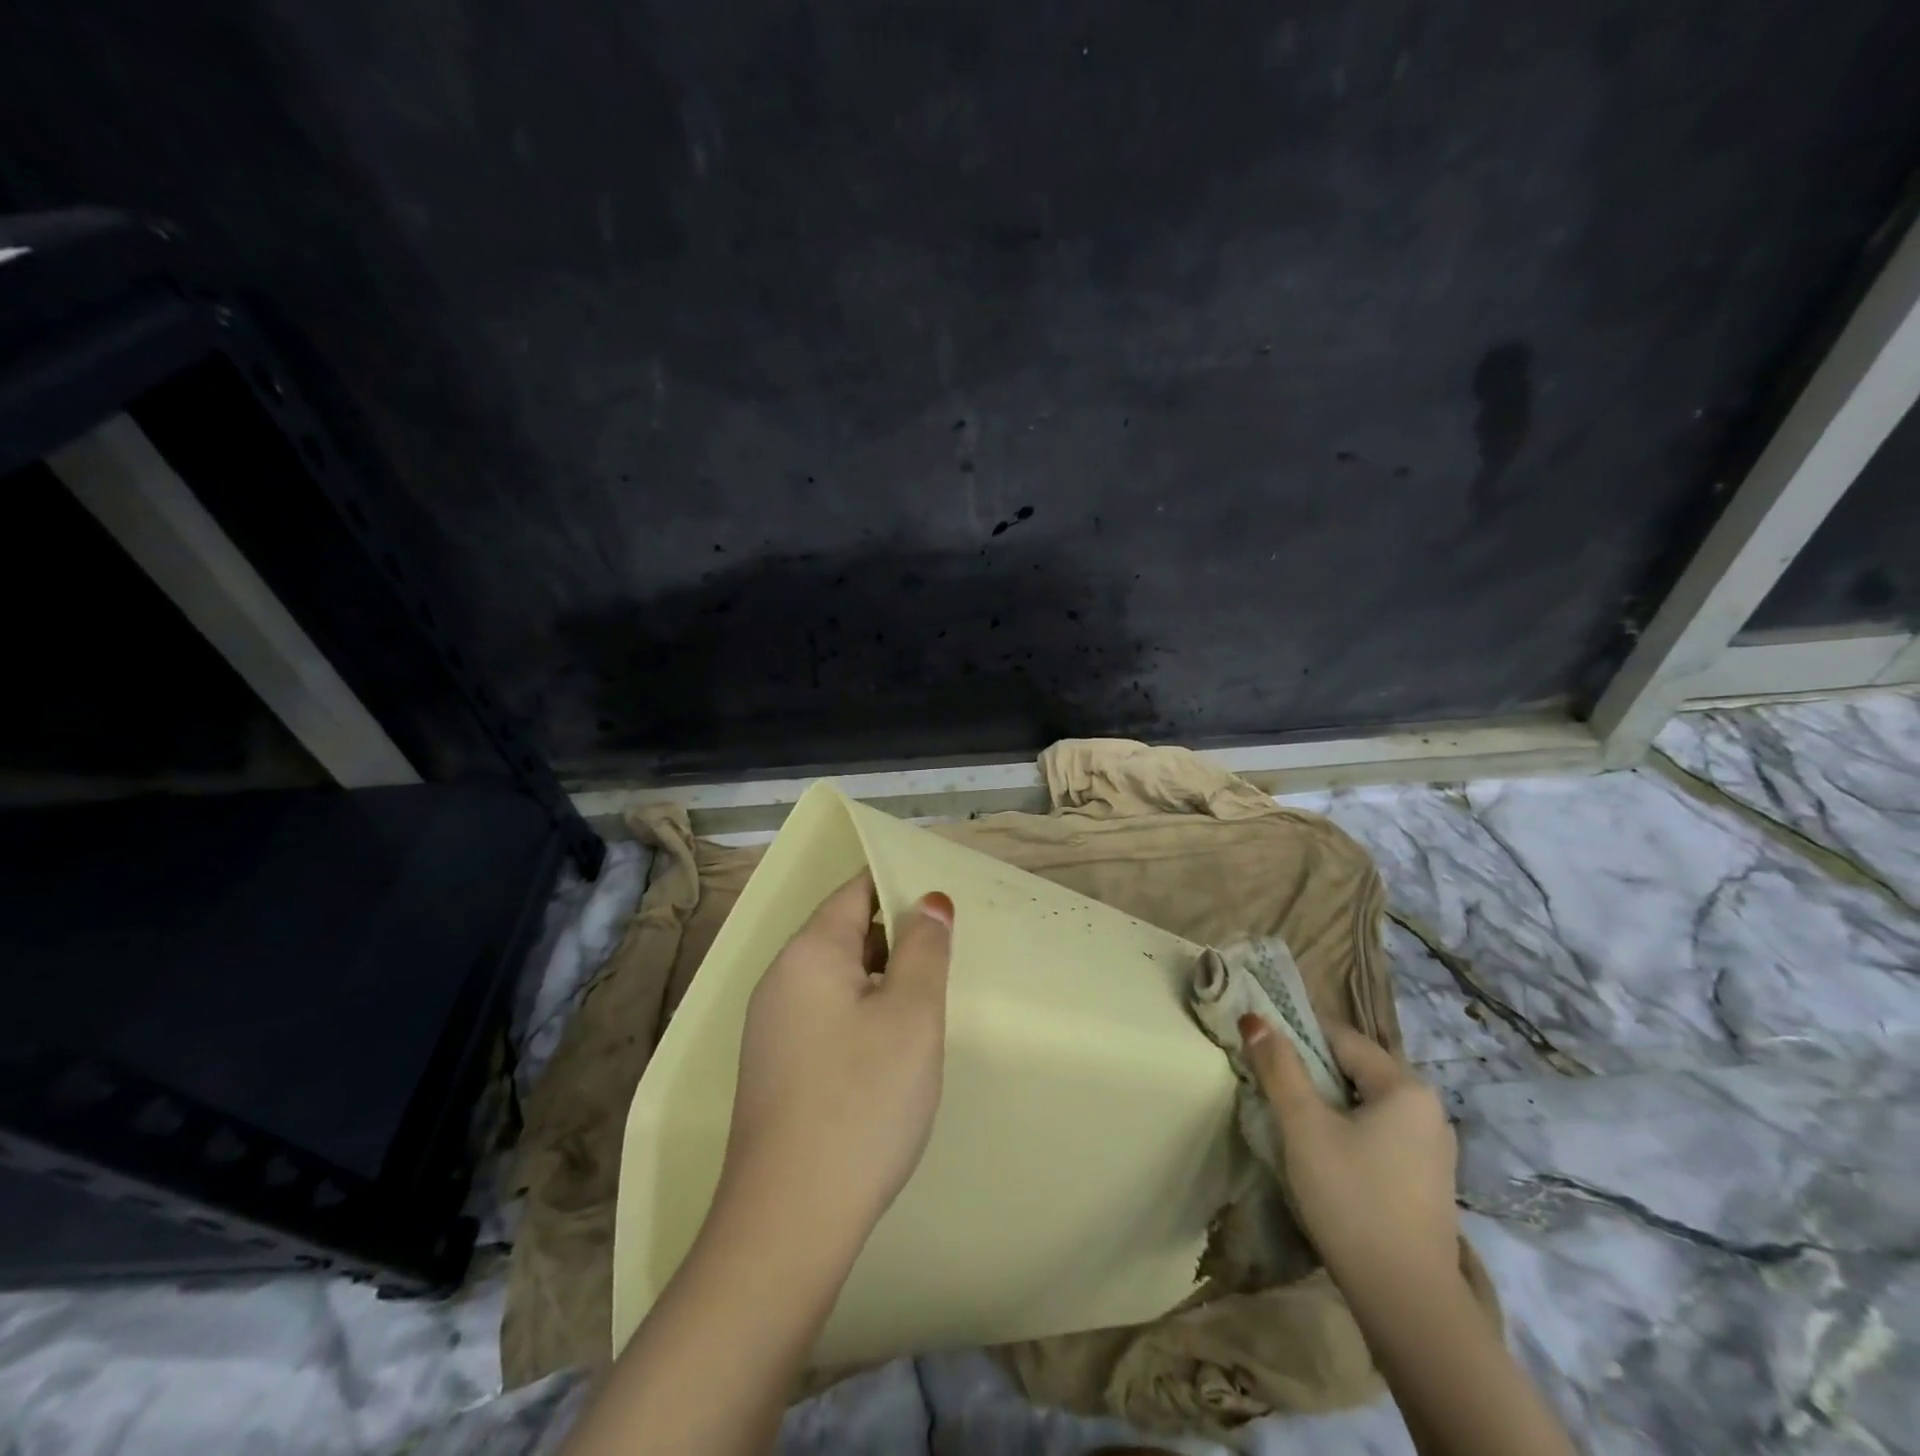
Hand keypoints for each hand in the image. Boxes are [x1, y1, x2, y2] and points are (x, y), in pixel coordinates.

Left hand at [719, 873, 954, 1255]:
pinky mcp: (776, 1066)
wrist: (789, 1220)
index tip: (944, 898)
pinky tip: (891, 1048)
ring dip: (882, 977)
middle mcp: (781, 978)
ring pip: (838, 976)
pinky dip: (862, 1012)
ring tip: (929, 997)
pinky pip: (826, 1014)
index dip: (900, 884)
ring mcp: (772, 1025)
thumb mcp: (911, 1015)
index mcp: (809, 952)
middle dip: (897, 934)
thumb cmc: (862, 1101)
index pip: (856, 890)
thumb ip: (924, 947)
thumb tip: (928, 900)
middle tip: (950, 952)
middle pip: (845, 930)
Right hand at [1239, 1016, 1459, 1290]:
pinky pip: (1379, 1132)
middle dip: (1308, 1072)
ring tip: (1290, 1123)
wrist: (1408, 1304)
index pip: (1339, 1036)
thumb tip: (1254, 1017)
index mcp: (1405, 1086)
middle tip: (1269, 1090)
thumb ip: (1278, 1067)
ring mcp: (1432, 1147)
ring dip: (1326, 1104)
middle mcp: (1428, 1108)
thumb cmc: (1352, 1199)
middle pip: (1353, 1068)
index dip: (1295, 1036)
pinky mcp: (1427, 1180)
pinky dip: (1347, 1131)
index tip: (1259, 1052)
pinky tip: (1324, 1156)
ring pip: (1364, 1103)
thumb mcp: (1304, 1126)